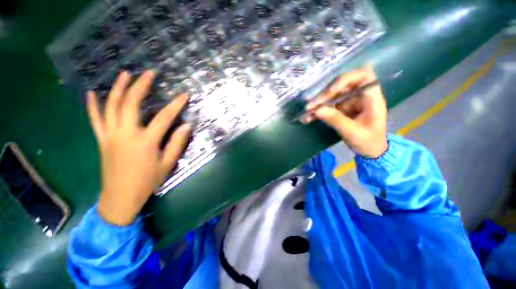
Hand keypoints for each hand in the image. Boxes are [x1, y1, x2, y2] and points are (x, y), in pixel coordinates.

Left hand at [87, 70, 190, 225]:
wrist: (120, 197)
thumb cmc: (147, 181)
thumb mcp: (168, 163)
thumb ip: (177, 143)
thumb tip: (186, 126)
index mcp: (145, 141)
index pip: (164, 117)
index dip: (176, 105)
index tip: (184, 95)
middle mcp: (126, 134)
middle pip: (131, 103)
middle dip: (140, 86)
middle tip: (149, 73)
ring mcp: (110, 135)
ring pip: (111, 106)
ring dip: (118, 88)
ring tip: (124, 74)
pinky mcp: (102, 140)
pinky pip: (95, 119)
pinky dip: (93, 105)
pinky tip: (92, 93)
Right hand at [302, 67, 387, 157]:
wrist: (370, 151)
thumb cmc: (368, 142)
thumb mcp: (353, 133)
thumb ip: (336, 120)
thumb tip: (317, 110)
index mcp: (371, 99)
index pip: (363, 77)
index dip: (346, 79)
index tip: (332, 90)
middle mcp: (359, 97)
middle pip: (341, 87)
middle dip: (324, 95)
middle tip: (310, 106)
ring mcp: (349, 103)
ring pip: (331, 97)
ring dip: (318, 104)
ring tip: (306, 113)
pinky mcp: (341, 110)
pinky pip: (327, 107)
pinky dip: (317, 112)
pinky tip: (308, 118)